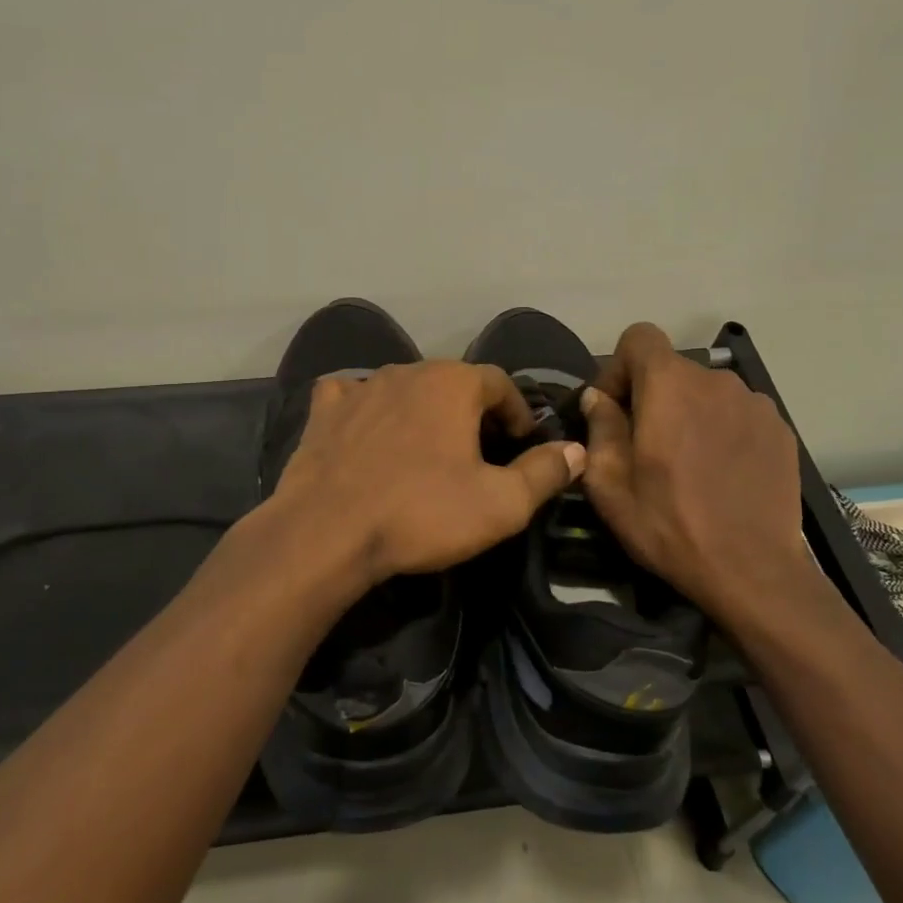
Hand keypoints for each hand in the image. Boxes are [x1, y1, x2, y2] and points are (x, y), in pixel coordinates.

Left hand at [266, 360, 585, 586]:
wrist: (327, 532)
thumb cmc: (422, 513)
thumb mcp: (501, 504)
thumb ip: (545, 473)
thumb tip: (578, 450)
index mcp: (453, 382)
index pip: (500, 383)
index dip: (517, 412)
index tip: (521, 443)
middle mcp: (407, 370)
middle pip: (452, 383)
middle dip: (471, 412)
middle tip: (479, 452)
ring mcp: (361, 386)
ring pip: (404, 389)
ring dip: (422, 411)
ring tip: (426, 449)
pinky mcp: (324, 410)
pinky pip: (353, 397)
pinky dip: (367, 409)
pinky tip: (367, 430)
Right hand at [580, 323, 813, 620]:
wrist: (752, 571)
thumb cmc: (669, 526)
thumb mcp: (610, 486)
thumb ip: (600, 429)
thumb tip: (598, 398)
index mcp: (669, 386)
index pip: (639, 337)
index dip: (620, 367)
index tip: (616, 410)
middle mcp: (716, 380)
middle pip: (672, 369)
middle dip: (652, 397)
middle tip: (646, 446)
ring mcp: (755, 403)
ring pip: (707, 392)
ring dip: (689, 414)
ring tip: (688, 464)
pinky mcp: (780, 428)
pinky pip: (738, 413)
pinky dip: (723, 430)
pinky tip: (722, 473)